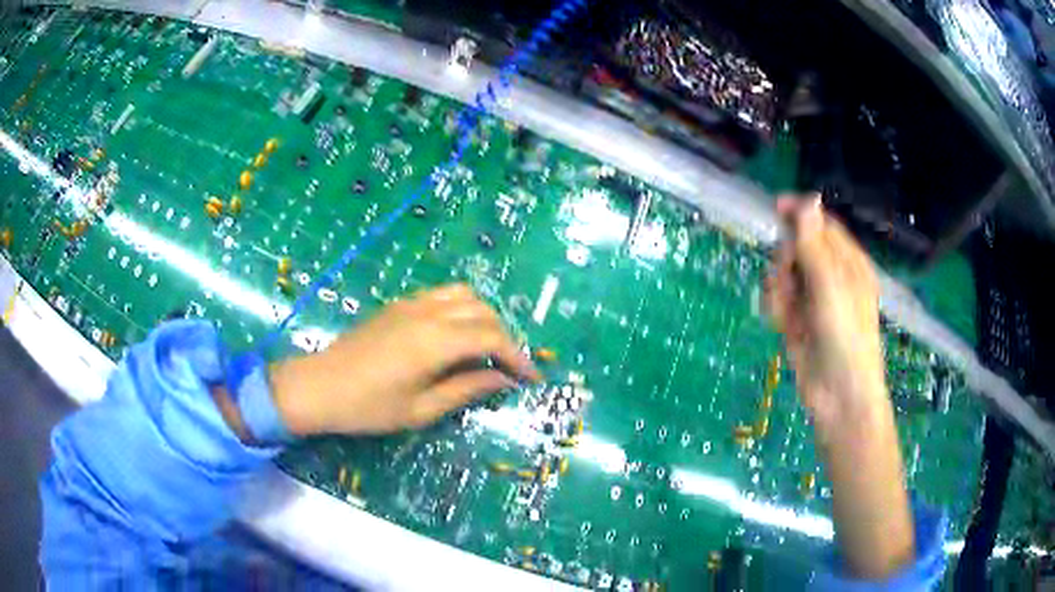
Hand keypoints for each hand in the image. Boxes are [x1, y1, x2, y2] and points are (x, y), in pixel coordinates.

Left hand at [268, 283, 539, 435]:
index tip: (531, 379)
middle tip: (509, 368)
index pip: (492, 338)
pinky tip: (456, 336)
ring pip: (464, 295)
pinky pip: (442, 295)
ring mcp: (411, 304)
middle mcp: (428, 313)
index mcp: (435, 341)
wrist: (319, 386)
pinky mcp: (399, 304)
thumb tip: (502, 381)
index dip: (517, 358)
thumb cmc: (368, 407)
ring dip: (484, 317)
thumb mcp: (420, 409)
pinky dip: (462, 309)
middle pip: (483, 312)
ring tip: (486, 348)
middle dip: (505, 337)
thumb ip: (465, 390)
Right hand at [764, 195, 886, 432]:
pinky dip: (776, 306)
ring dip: (780, 286)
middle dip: (787, 258)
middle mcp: (832, 276)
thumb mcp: (831, 284)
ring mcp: (813, 299)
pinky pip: (779, 299)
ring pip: (785, 273)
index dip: (800, 213)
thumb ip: (814, 243)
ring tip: (787, 310)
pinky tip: (782, 323)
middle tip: (789, 276)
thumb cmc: (845, 335)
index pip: (822, 224)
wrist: (838, 394)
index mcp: (849, 261)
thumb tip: (809, 197)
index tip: (775, 207)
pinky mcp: (797, 320)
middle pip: (798, 247)